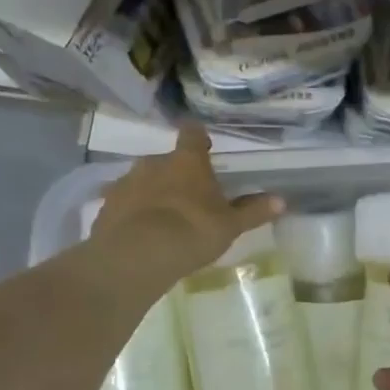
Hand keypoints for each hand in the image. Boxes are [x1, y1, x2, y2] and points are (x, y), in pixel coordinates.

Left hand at [90, 123, 282, 279]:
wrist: (136, 256)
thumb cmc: (192, 231)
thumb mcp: (229, 225)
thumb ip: (253, 211)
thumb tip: (282, 200)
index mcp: (187, 161)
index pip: (192, 134)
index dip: (198, 136)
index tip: (203, 143)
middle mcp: (154, 162)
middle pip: (167, 160)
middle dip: (176, 173)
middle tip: (188, 196)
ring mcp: (126, 182)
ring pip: (143, 180)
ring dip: (152, 192)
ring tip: (161, 218)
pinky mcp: (107, 205)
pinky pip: (124, 202)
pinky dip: (132, 212)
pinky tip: (139, 232)